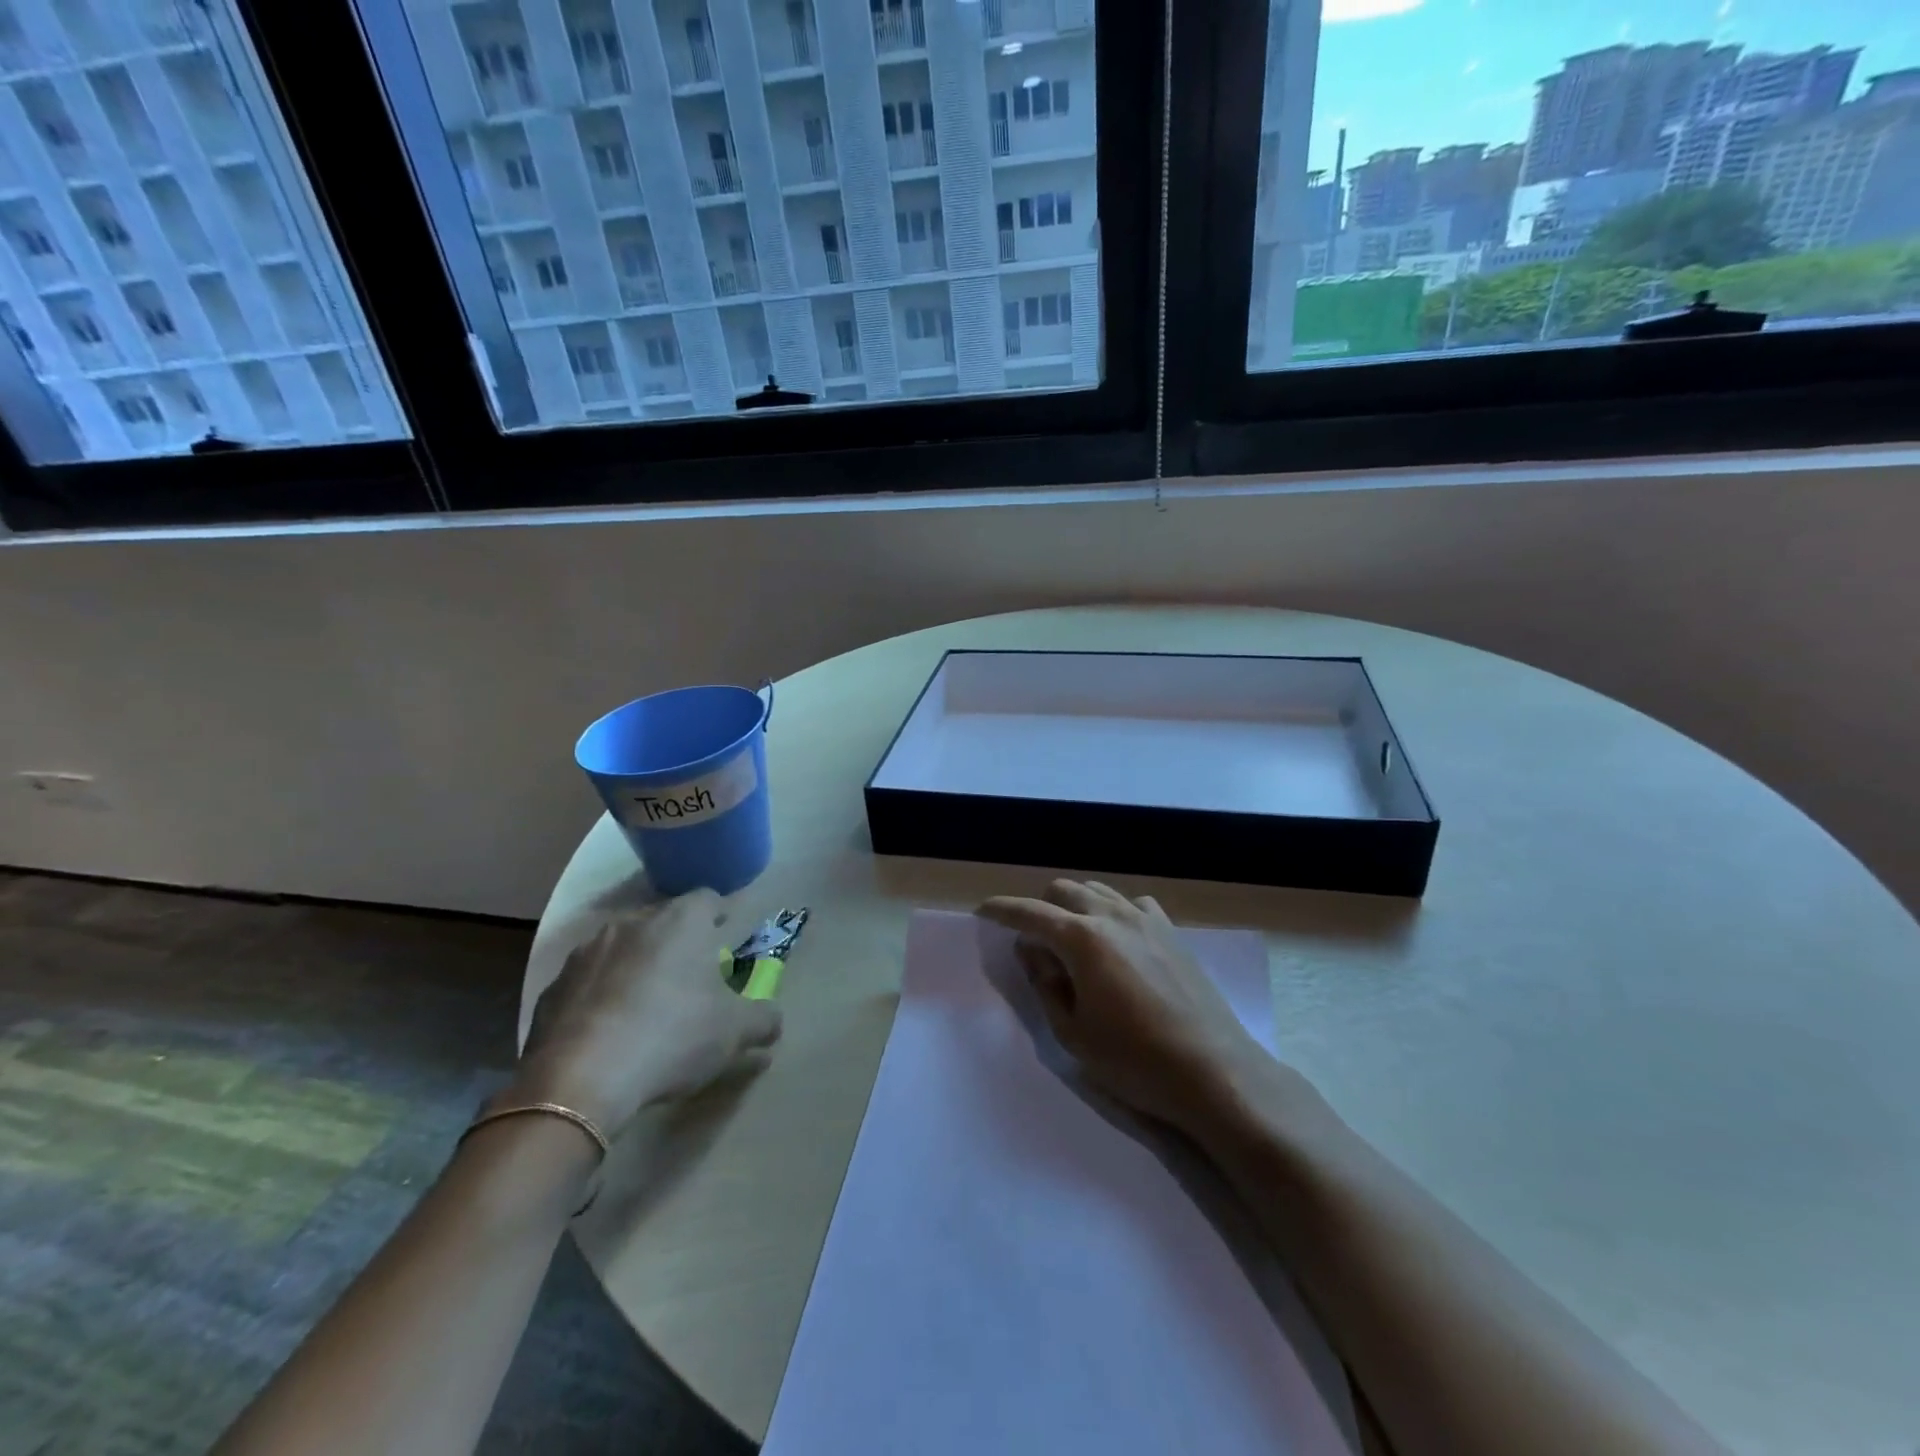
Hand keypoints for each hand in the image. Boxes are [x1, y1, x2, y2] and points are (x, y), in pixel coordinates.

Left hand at [508, 890, 781, 1136]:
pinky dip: (601, 995)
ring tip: (646, 1004)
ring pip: (623, 947)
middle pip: (663, 921)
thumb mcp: (734, 1032)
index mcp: (682, 921)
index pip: (708, 899)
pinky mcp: (554, 986)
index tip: (724, 936)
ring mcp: (587, 952)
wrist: (581, 1079)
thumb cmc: (673, 1036)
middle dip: (677, 942)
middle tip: (690, 976)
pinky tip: (608, 1030)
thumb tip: (773, 1021)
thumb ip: (763, 1020)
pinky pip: (588, 981)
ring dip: (637, 965)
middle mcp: (634, 922)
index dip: (718, 916)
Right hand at [978, 879, 1268, 1133]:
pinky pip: (1132, 904)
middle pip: (1064, 891)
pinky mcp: (1171, 932)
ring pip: (1098, 891)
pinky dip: (1113, 912)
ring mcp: (1146, 920)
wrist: (1212, 1070)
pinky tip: (1117, 940)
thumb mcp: (1073, 1032)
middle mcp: (1112, 916)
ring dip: (1075, 905)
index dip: (1002, 910)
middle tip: (1034, 942)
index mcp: (1082, 939)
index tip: (983, 910)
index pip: (1030, 914)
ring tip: (1072, 939)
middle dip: (1040, 908)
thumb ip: (1045, 984)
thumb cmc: (1134, 1060)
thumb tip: (1032, 951)